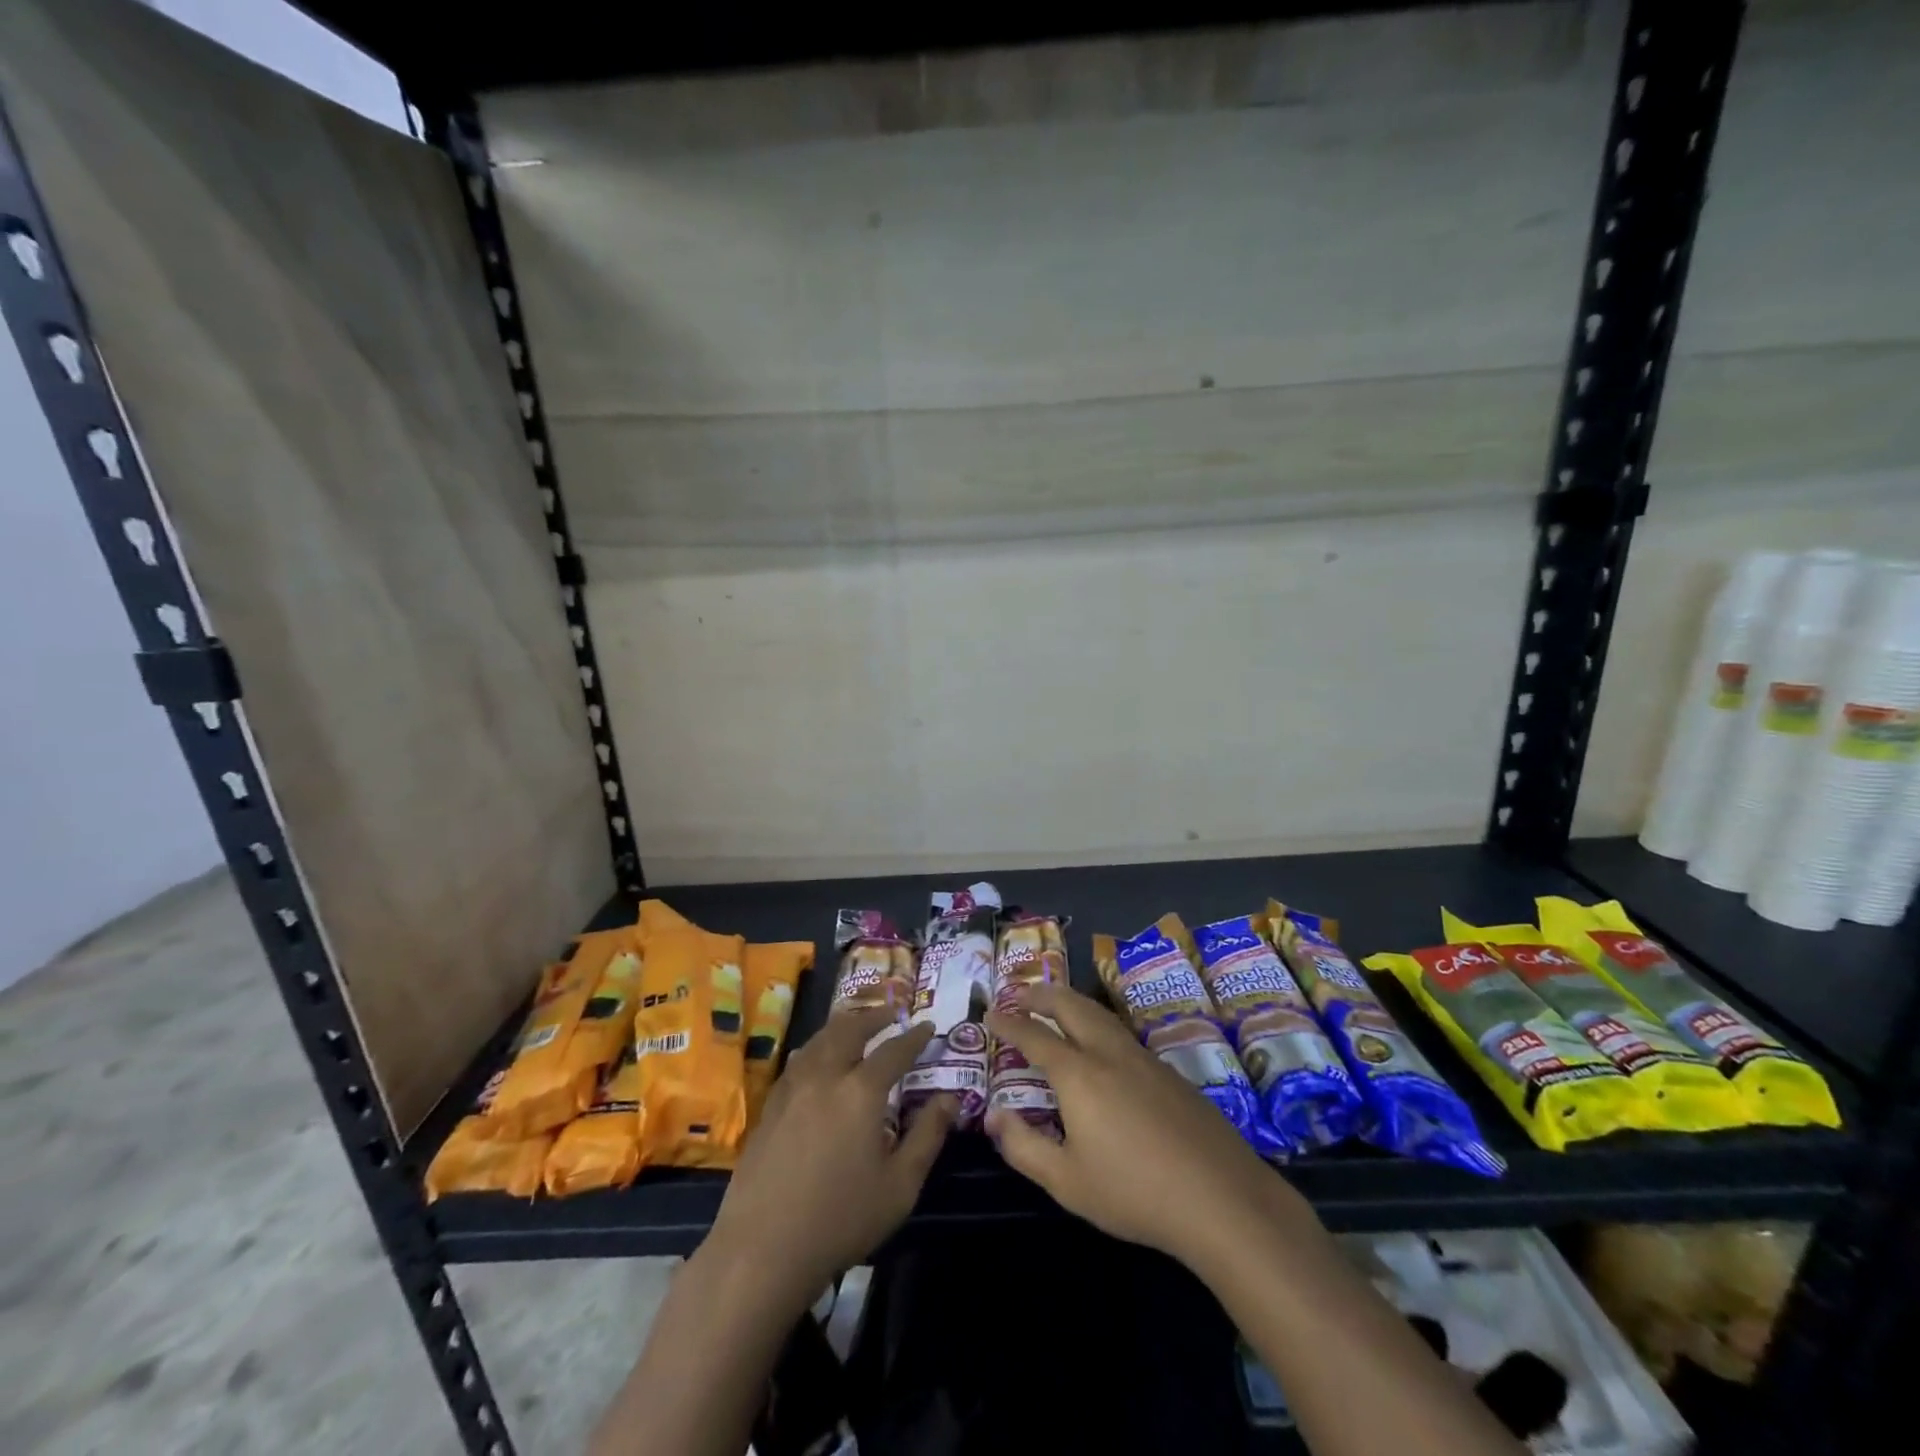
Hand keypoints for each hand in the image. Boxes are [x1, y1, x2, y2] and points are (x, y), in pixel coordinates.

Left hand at [705, 1010, 955, 1308]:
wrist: (762, 1249)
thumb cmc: (841, 1219)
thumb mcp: (900, 1186)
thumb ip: (928, 1136)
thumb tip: (950, 1099)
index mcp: (861, 1091)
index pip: (894, 1050)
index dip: (914, 1037)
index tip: (928, 1026)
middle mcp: (825, 1076)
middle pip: (850, 1030)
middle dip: (874, 1017)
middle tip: (890, 1013)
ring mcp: (792, 1089)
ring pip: (819, 1040)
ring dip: (842, 1026)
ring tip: (856, 1025)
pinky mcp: (770, 1107)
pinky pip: (798, 1061)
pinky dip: (816, 1047)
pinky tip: (817, 1059)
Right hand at [985, 982, 1298, 1269]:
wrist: (1221, 1196)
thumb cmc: (1135, 1192)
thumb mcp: (1067, 1181)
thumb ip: (1023, 1146)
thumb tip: (993, 1116)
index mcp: (1078, 1074)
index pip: (1034, 1036)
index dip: (1009, 1023)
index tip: (990, 1013)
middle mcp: (1108, 1053)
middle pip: (1070, 1006)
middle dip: (1040, 994)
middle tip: (1018, 992)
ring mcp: (1143, 1058)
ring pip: (1099, 1013)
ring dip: (1070, 1001)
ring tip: (1055, 1004)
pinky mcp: (1168, 1072)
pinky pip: (1120, 1031)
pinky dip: (1095, 1021)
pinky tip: (1099, 1043)